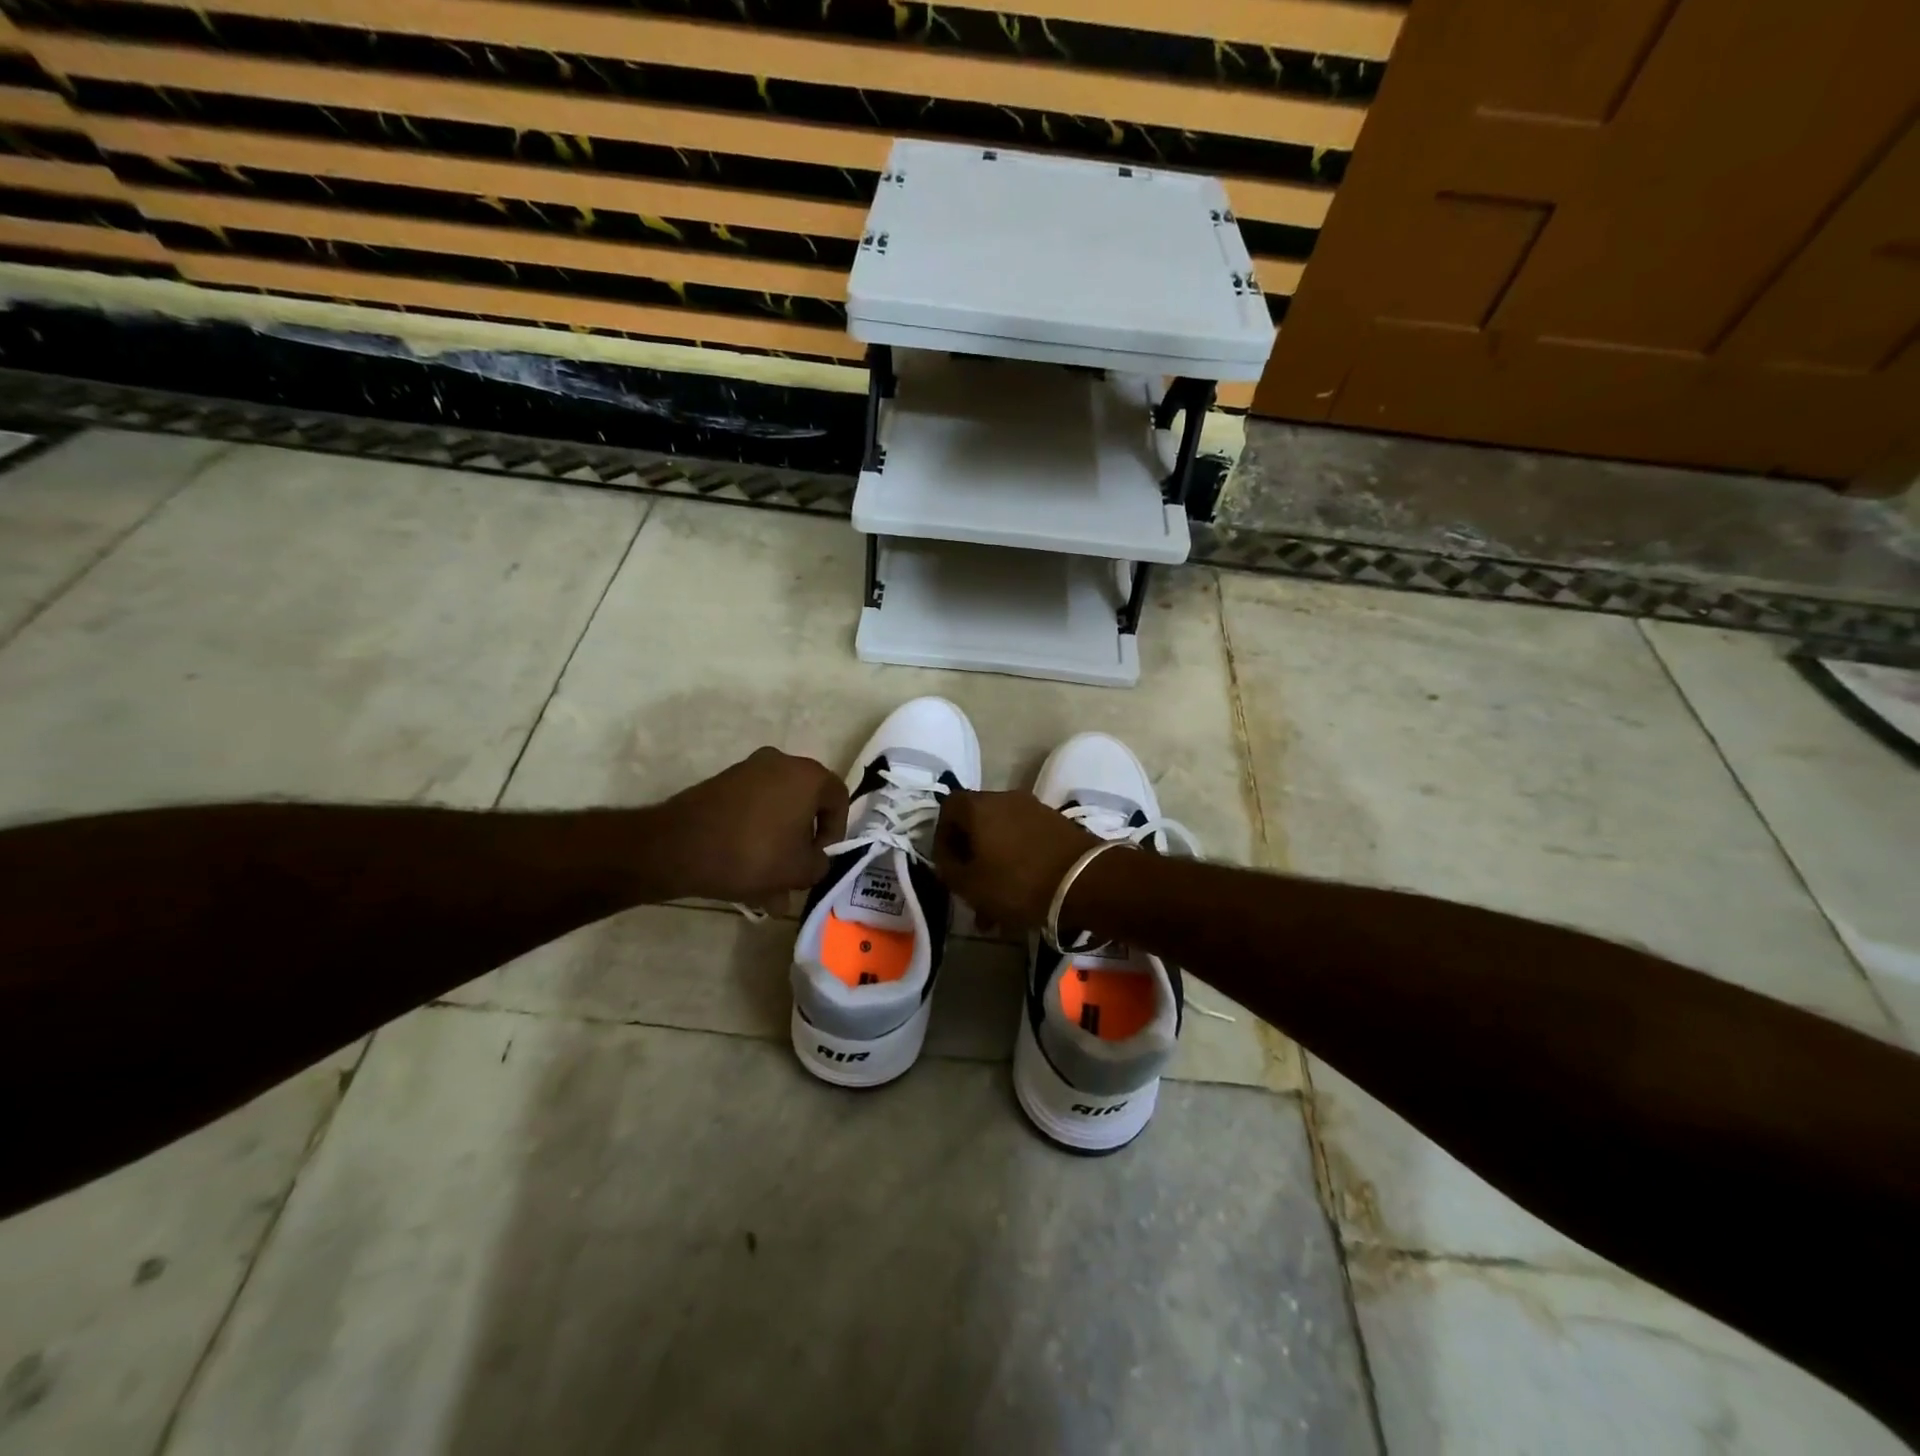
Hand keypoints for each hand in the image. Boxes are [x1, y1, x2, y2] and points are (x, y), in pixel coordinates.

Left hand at [656, 748, 848, 904]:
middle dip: (803, 843)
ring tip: (768, 888)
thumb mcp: (799, 871)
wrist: (678, 847)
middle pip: (805, 805)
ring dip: (778, 845)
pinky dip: (754, 837)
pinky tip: (745, 876)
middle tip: (795, 875)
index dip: (836, 834)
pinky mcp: (722, 784)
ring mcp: (748, 770)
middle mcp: (781, 763)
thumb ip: (820, 865)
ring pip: (776, 812)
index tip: (820, 860)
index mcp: (808, 775)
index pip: (838, 800)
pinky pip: (751, 811)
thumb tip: (814, 861)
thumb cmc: (753, 854)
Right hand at [932, 789, 1100, 931]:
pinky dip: (1017, 865)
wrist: (1086, 881)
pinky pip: (1025, 843)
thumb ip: (948, 869)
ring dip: (994, 868)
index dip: (941, 836)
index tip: (947, 866)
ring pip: (1002, 838)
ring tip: (996, 910)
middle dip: (970, 859)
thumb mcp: (970, 885)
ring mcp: (1035, 810)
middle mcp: (1006, 799)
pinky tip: (1022, 899)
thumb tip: (947, 858)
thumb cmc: (1018, 882)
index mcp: (979, 806)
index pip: (947, 807)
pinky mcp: (1057, 825)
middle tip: (970, 892)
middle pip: (977, 823)